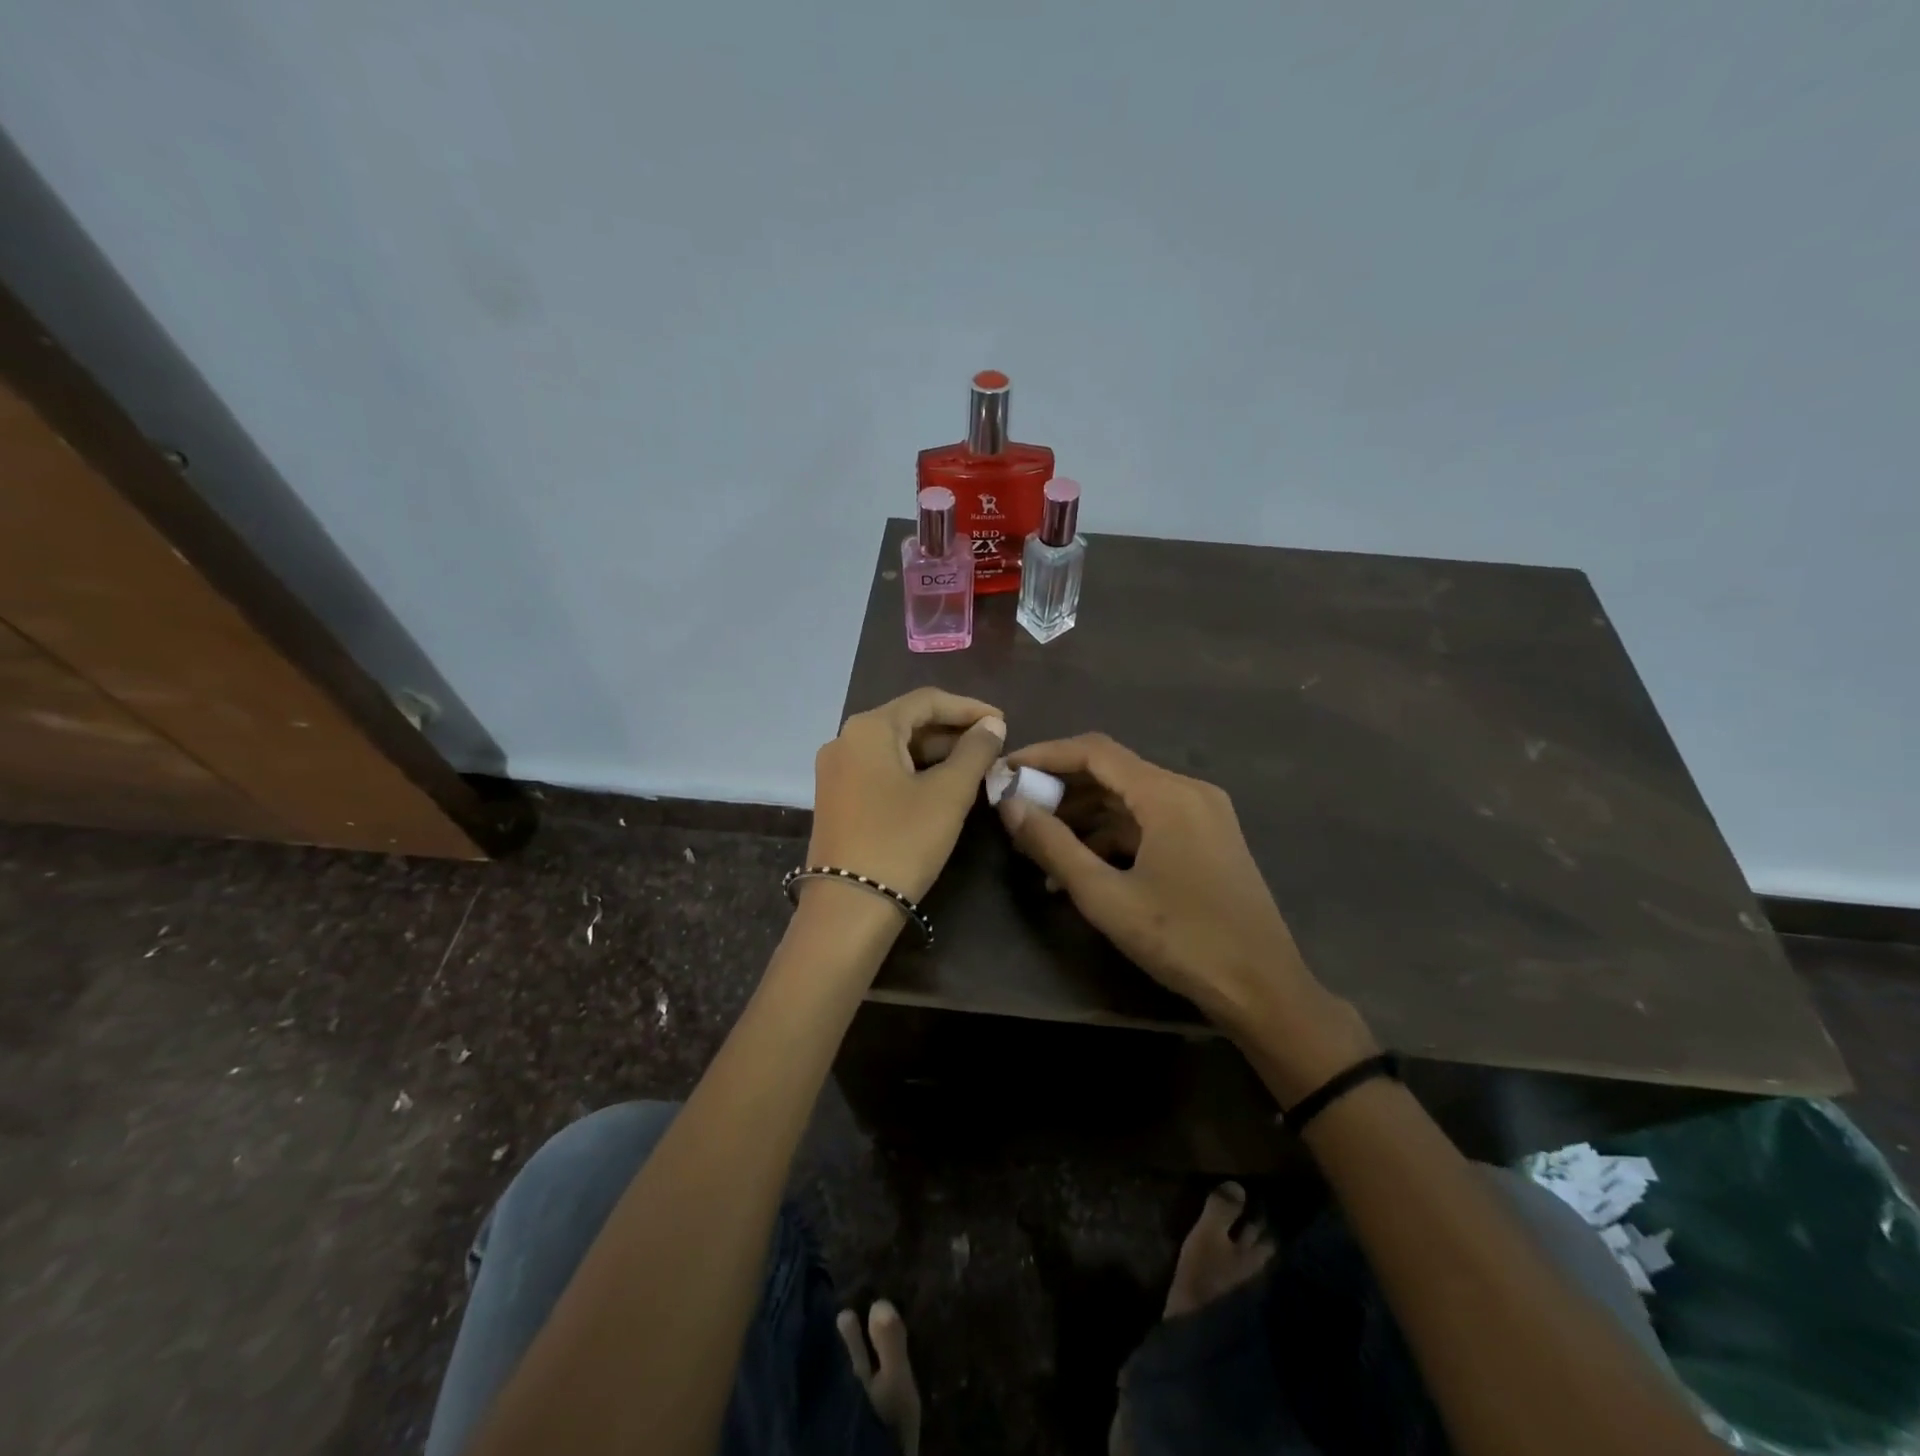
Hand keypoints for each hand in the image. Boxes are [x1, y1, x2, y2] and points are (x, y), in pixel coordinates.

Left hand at [807, 688, 1006, 903]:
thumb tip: (992, 725)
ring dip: (936, 753)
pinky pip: (882, 769)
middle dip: (953, 731)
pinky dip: (914, 771)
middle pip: (908, 721)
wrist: (849, 906)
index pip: (926, 700)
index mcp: (869, 728)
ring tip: (976, 766)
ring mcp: (836, 770)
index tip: (1003, 723)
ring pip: (895, 747)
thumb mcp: (948, 794)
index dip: (969, 707)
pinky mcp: (837, 797)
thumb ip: (975, 751)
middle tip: (993, 747)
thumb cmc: (903, 840)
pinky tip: (942, 785)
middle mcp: (845, 739)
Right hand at [997, 733, 1375, 1098]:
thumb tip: (1011, 805)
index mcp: (1168, 794)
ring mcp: (1202, 815)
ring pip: (1129, 799)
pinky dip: (1112, 836)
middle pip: (1113, 771)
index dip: (1045, 755)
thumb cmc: (1183, 941)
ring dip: (1084, 816)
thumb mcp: (1106, 897)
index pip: (1095, 751)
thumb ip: (1053, 846)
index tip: (1006, 770)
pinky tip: (1080, 867)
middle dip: (1061, 788)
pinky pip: (1149, 822)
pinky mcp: (1207, 839)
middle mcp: (1188, 791)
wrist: (1264, 989)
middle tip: (1017, 810)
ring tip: (1040, 845)